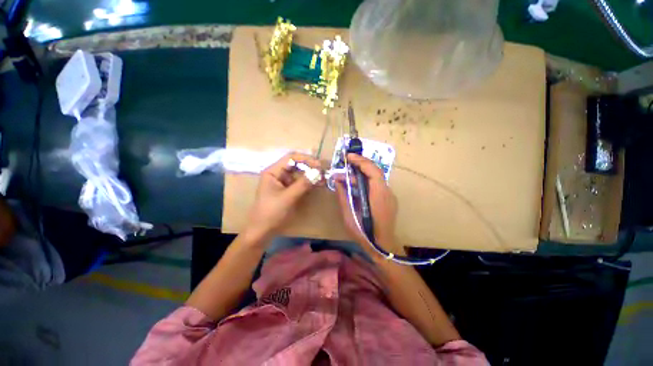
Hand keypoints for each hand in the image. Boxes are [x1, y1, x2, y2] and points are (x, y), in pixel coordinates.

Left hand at [243, 153, 321, 244]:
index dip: (306, 159)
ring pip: (299, 174)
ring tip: (323, 178)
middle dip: (310, 167)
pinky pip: (300, 183)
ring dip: (311, 175)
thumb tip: (318, 172)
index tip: (319, 165)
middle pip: (296, 165)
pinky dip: (308, 183)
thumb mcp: (288, 197)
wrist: (262, 231)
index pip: (291, 158)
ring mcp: (283, 183)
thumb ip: (303, 184)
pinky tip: (317, 184)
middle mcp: (278, 174)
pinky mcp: (288, 190)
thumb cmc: (271, 212)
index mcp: (273, 172)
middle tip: (323, 172)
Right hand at [335, 154, 401, 253]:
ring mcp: (390, 196)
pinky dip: (367, 180)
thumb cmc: (364, 233)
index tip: (348, 157)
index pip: (373, 171)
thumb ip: (343, 196)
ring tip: (348, 175)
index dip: (361, 161)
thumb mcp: (349, 215)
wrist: (382, 247)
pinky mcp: (389, 199)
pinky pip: (377, 184)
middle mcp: (387, 192)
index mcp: (378, 195)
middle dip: (360, 164)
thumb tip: (337, 180)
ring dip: (363, 173)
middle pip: (375, 171)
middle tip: (346, 162)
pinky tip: (357, 185)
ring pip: (376, 177)